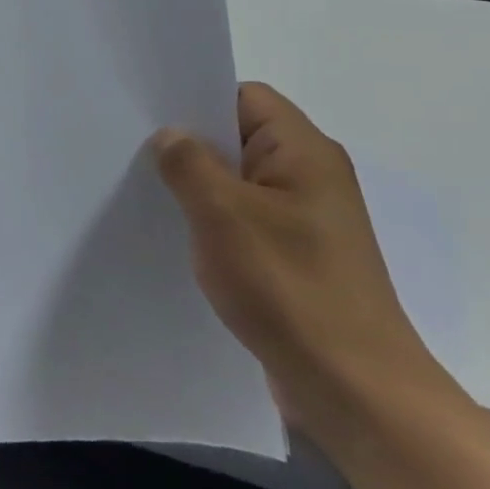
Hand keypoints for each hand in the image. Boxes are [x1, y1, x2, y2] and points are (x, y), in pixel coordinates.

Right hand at [151, 83, 450, 448]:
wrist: (355, 391)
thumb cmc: (289, 287)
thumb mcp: (223, 215)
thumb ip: (188, 164)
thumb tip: (170, 135)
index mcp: (304, 152)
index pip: (245, 97)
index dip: (198, 99)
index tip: (149, 115)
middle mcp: (310, 176)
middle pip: (239, 137)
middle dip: (190, 145)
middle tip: (135, 154)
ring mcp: (306, 219)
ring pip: (239, 182)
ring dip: (200, 188)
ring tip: (150, 195)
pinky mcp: (297, 256)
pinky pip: (246, 219)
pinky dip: (215, 222)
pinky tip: (182, 238)